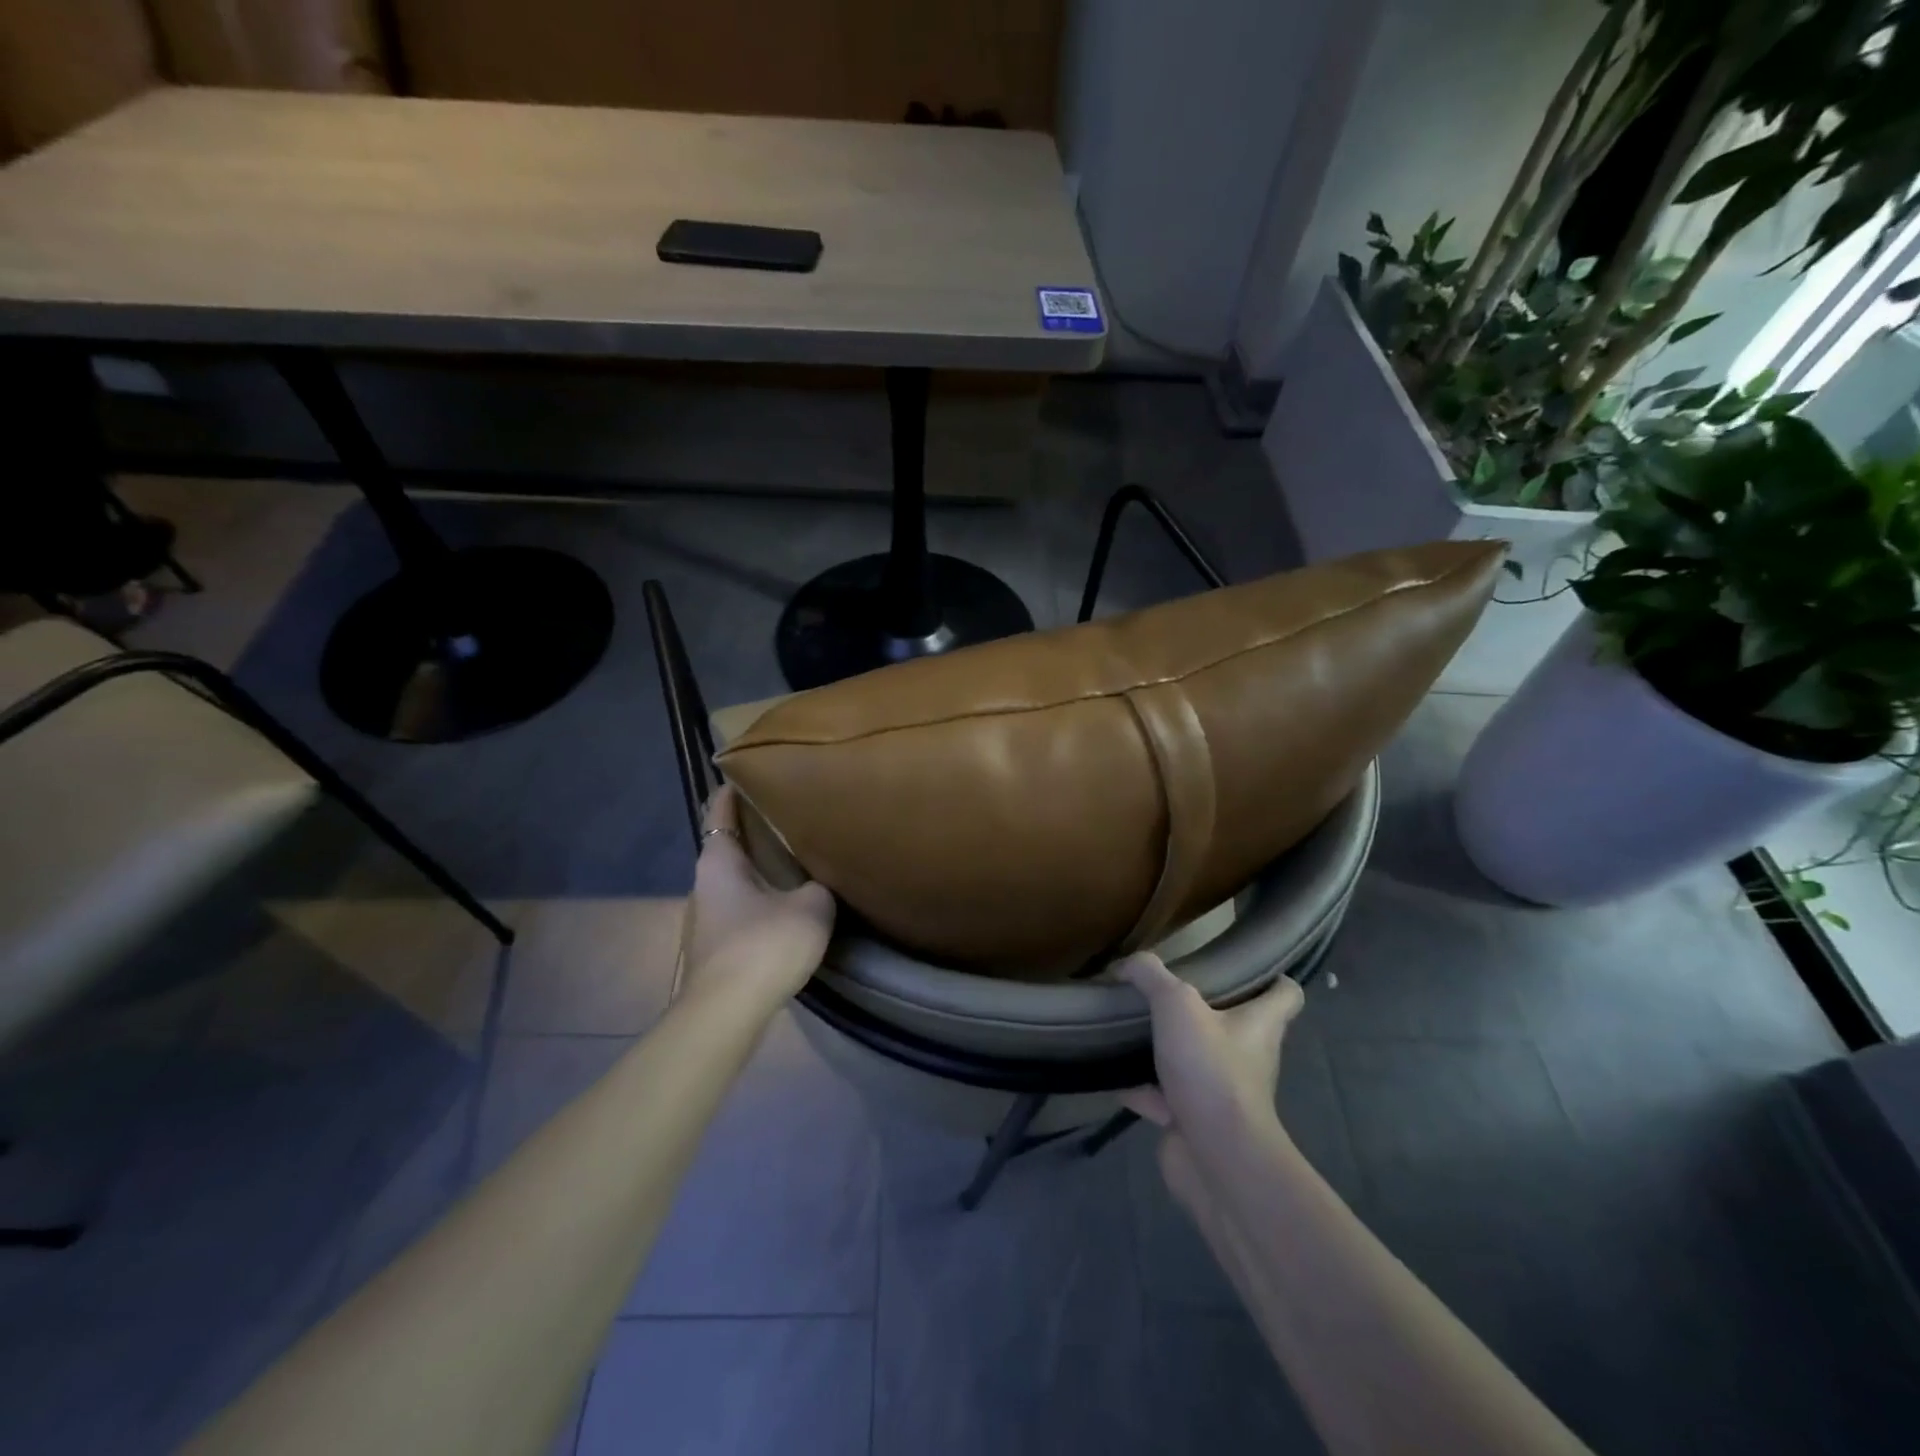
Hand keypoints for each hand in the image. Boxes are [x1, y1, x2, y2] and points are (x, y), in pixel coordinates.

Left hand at [678, 788, 835, 1008]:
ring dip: (759, 869)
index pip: (720, 810)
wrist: (727, 1014)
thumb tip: (820, 880)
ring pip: (734, 880)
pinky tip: (787, 907)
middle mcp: (704, 884)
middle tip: (792, 816)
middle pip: (728, 845)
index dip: (735, 789)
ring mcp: (705, 918)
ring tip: (796, 860)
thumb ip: (819, 884)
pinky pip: (740, 908)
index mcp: (719, 861)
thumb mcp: (812, 906)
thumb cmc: (765, 945)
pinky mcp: (715, 947)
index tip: (754, 772)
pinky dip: (760, 899)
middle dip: (755, 830)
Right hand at [1117, 953, 1303, 1203]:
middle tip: (1168, 990)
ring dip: (1167, 1046)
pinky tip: (1112, 1071)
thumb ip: (1150, 975)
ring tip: (1132, 1024)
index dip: (1272, 978)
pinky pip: (1163, 1096)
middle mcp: (1248, 1056)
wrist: (1215, 1157)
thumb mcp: (1176, 1004)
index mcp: (1260, 1024)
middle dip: (1203, 1009)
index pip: (1286, 994)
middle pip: (1234, 1024)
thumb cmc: (1211, 1069)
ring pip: (1196, 1059)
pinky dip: (1140, 1086)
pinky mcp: (1194, 1120)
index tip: (1245, 966)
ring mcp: (1222, 1091)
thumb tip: (1126, 964)